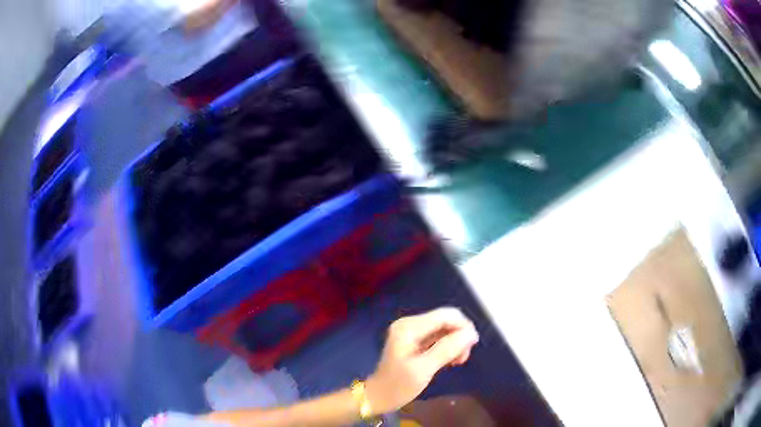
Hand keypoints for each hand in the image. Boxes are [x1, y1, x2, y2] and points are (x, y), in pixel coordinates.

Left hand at [365, 308, 478, 414]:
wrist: (379, 397)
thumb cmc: (398, 386)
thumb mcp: (424, 369)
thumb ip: (447, 349)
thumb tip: (471, 333)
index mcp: (409, 327)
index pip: (446, 315)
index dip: (463, 327)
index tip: (471, 348)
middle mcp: (410, 323)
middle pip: (447, 320)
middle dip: (459, 336)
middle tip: (461, 358)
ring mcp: (412, 331)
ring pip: (445, 328)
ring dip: (455, 343)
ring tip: (456, 362)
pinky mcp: (415, 339)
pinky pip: (439, 336)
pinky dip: (447, 347)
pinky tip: (448, 361)